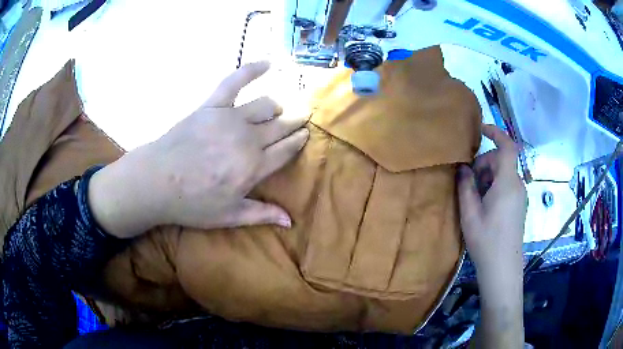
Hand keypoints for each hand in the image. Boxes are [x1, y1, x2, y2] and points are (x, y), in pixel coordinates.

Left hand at [89, 61, 308, 237]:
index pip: (287, 150)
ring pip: (266, 104)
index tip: (306, 134)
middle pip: (281, 125)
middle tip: (304, 114)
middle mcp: (248, 139)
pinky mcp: (212, 104)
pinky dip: (251, 70)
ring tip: (280, 106)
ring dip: (277, 105)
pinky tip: (267, 63)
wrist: (156, 181)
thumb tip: (290, 221)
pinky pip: (235, 81)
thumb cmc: (191, 203)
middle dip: (296, 119)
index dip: (299, 141)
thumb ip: (261, 214)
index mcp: (254, 167)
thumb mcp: (228, 215)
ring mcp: (229, 118)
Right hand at [457, 124, 526, 276]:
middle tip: (468, 181)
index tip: (480, 130)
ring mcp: (520, 196)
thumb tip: (463, 168)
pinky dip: (494, 186)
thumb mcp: (470, 214)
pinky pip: (507, 185)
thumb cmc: (486, 241)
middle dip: (484, 164)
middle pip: (502, 160)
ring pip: (504, 173)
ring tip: (474, 197)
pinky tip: (484, 205)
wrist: (503, 268)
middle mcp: (518, 185)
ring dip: (488, 176)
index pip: (507, 147)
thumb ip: (466, 187)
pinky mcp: (519, 205)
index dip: (495, 133)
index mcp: (507, 183)